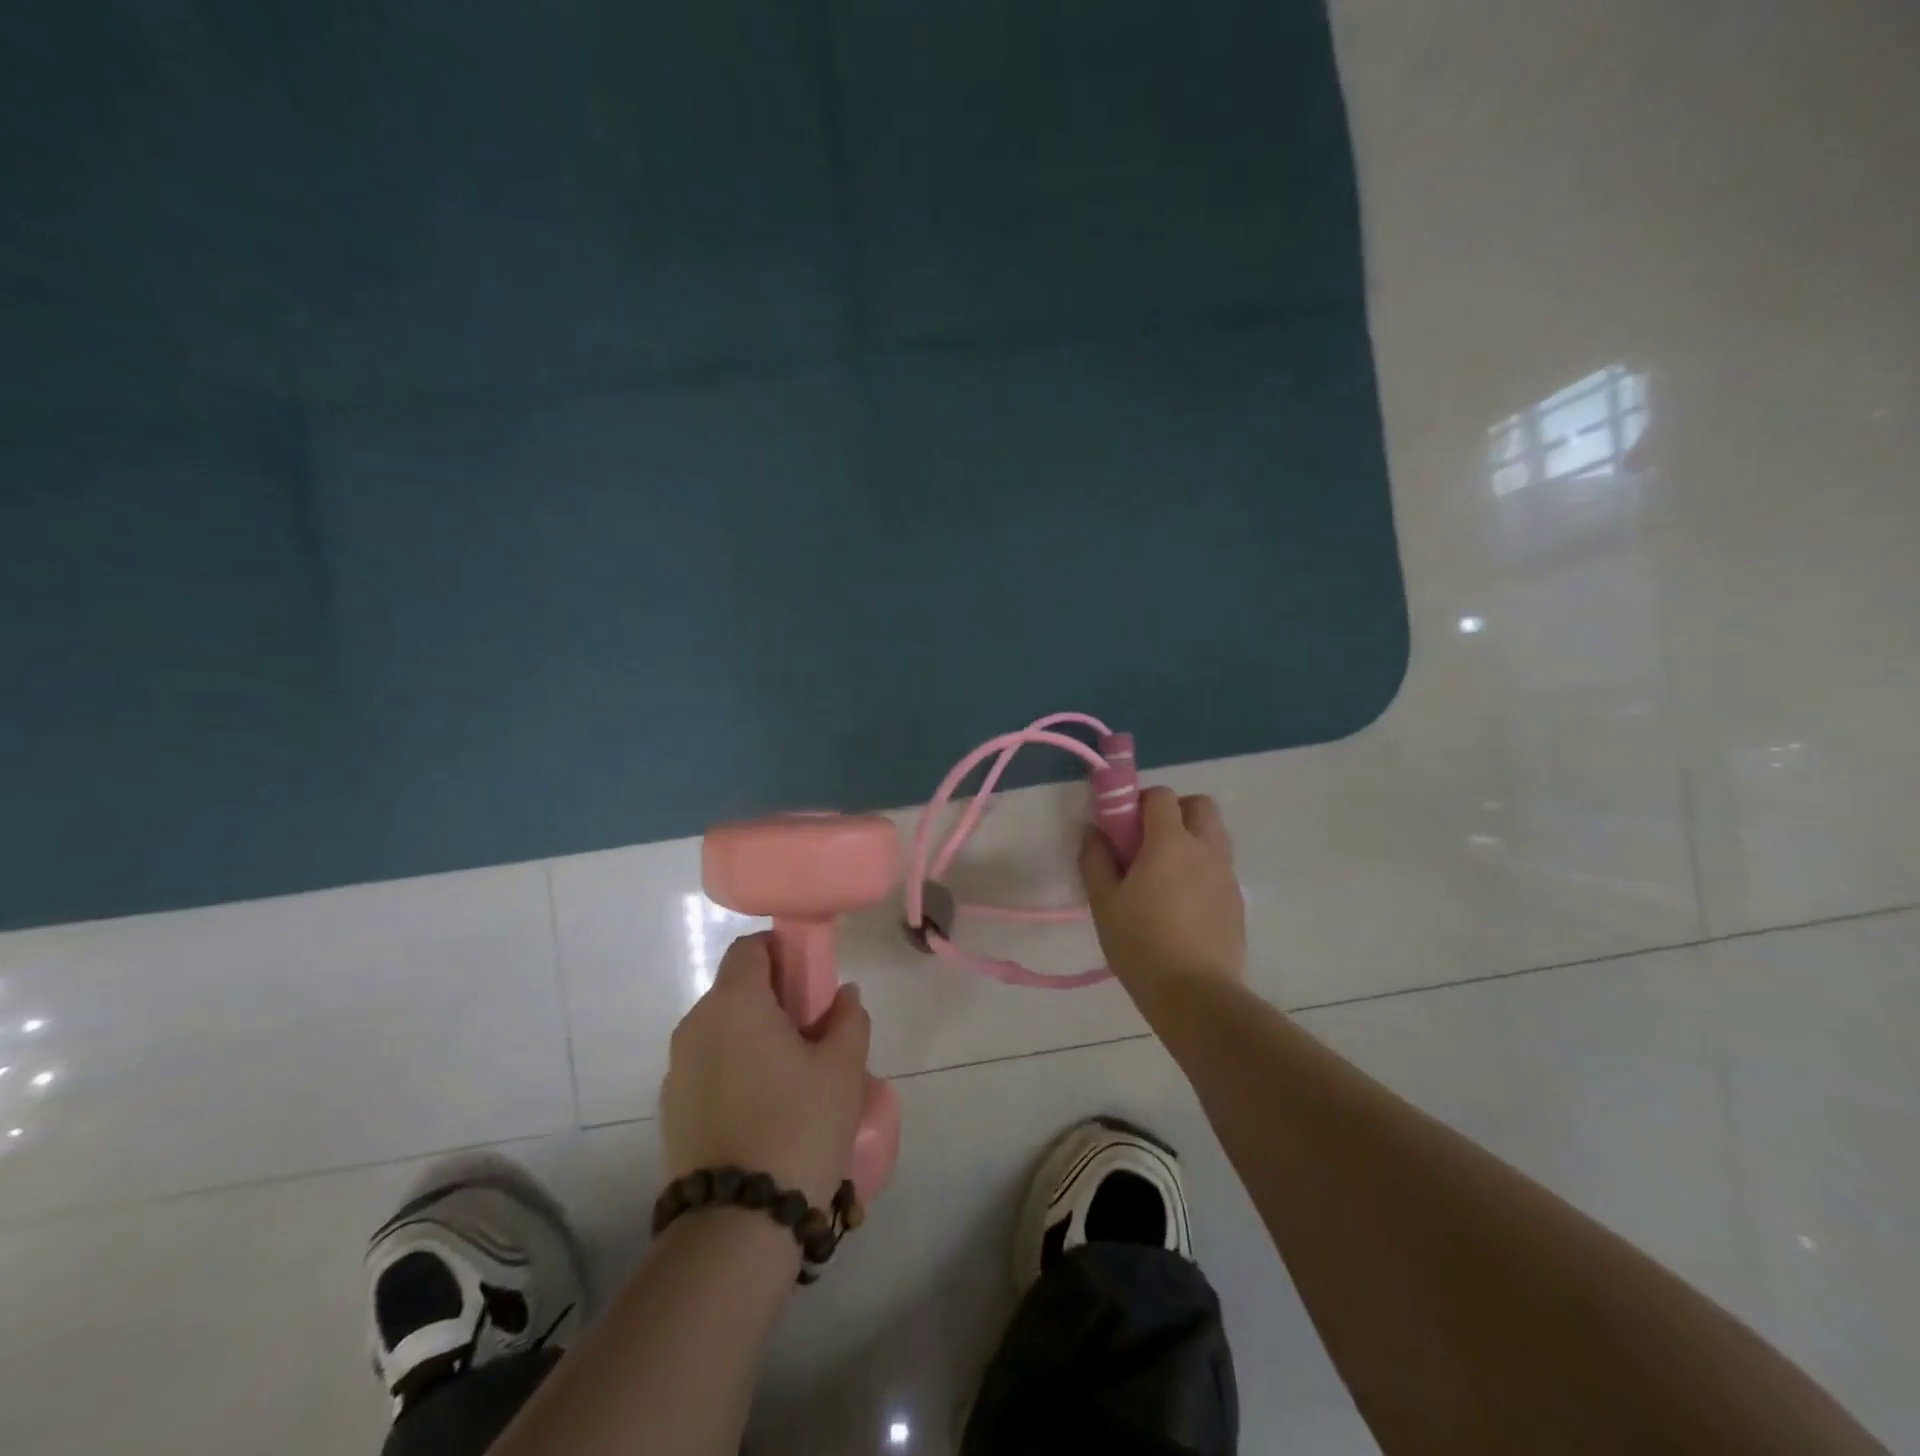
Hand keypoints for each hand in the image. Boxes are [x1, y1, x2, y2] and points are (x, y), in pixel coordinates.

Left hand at [660, 932, 871, 1208]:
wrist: (736, 1226)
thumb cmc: (797, 1127)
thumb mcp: (843, 1068)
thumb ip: (848, 1018)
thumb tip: (842, 995)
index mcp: (734, 1002)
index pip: (751, 948)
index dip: (784, 954)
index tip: (812, 984)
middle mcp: (695, 1025)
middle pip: (736, 990)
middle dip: (775, 1000)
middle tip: (813, 1034)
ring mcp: (676, 1070)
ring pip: (722, 1031)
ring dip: (755, 1038)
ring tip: (792, 1078)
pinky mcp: (670, 1110)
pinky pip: (708, 1068)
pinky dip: (735, 1071)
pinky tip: (764, 1111)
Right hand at [1080, 786, 1246, 1009]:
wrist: (1196, 995)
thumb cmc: (1141, 943)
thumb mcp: (1104, 902)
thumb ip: (1095, 859)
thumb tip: (1091, 830)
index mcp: (1170, 842)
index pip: (1161, 796)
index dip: (1139, 802)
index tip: (1122, 827)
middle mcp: (1205, 848)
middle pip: (1199, 805)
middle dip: (1174, 811)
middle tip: (1148, 842)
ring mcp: (1226, 874)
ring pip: (1214, 834)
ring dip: (1191, 838)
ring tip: (1164, 874)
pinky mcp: (1236, 901)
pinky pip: (1219, 866)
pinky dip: (1201, 868)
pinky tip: (1182, 903)